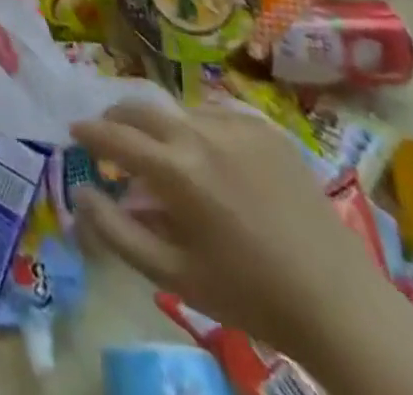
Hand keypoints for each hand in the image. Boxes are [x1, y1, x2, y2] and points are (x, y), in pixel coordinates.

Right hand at [70, 97, 385, 358]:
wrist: (339, 305)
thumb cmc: (248, 295)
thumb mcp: (173, 275)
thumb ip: (117, 231)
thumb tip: (80, 192)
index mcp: (175, 170)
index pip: (113, 135)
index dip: (88, 132)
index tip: (74, 132)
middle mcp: (200, 134)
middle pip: (140, 106)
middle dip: (116, 117)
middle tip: (109, 135)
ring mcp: (236, 125)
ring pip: (178, 109)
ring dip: (160, 126)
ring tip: (166, 155)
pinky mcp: (266, 128)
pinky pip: (216, 113)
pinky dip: (200, 128)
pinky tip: (211, 158)